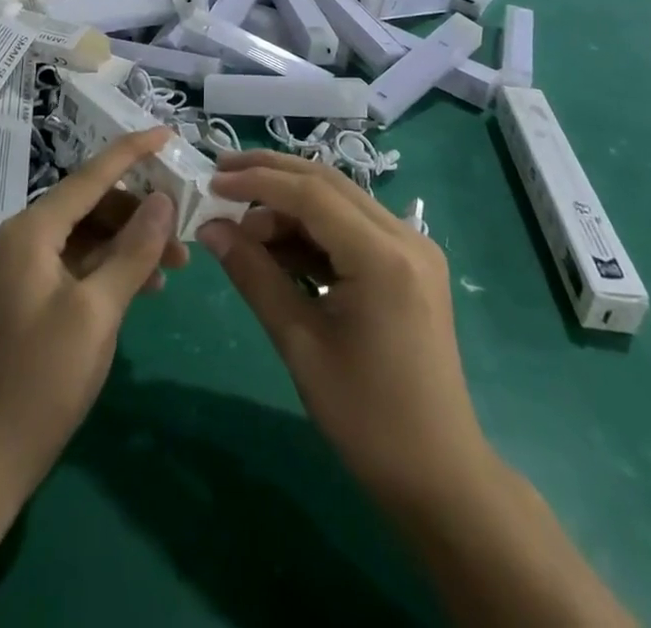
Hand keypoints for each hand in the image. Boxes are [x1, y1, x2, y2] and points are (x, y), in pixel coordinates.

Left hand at [0, 128, 188, 490]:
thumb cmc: (40, 380)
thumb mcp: (97, 312)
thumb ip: (133, 251)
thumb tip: (163, 200)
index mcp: (32, 230)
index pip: (91, 175)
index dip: (131, 151)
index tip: (168, 133)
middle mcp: (25, 237)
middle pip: (92, 204)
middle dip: (140, 213)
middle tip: (184, 234)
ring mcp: (26, 268)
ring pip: (89, 235)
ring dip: (130, 243)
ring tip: (174, 268)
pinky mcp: (32, 296)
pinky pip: (79, 263)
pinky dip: (112, 268)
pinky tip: (144, 288)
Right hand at [197, 151, 483, 511]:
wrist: (440, 477)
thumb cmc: (366, 419)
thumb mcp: (300, 344)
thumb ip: (254, 275)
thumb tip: (210, 229)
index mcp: (382, 257)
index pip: (311, 194)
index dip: (257, 182)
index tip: (212, 183)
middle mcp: (405, 236)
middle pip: (327, 183)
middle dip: (270, 174)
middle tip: (220, 174)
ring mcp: (413, 248)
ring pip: (339, 200)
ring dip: (289, 202)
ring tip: (239, 218)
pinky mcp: (409, 264)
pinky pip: (352, 226)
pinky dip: (312, 227)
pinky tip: (276, 243)